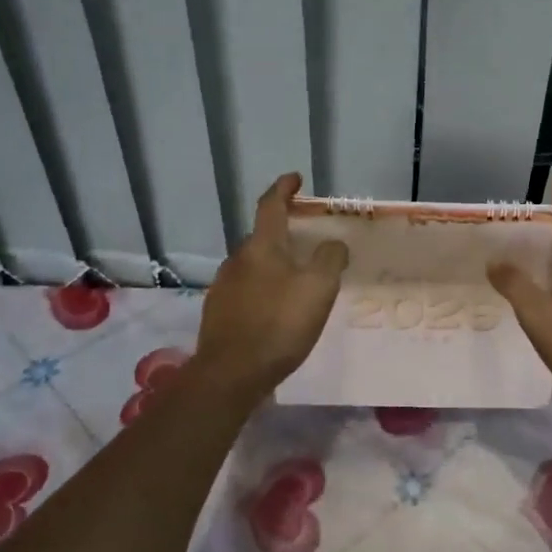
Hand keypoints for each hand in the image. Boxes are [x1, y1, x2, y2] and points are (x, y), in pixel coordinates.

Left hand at [194, 173, 348, 393]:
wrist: (231, 374)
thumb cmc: (279, 324)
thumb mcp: (318, 288)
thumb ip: (330, 259)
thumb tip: (333, 244)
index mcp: (261, 247)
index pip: (270, 205)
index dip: (283, 188)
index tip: (295, 178)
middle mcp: (237, 260)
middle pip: (262, 237)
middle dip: (283, 234)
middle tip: (308, 242)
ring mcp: (223, 286)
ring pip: (253, 265)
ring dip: (274, 265)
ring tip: (296, 280)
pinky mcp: (218, 312)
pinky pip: (246, 290)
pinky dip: (263, 289)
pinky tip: (275, 310)